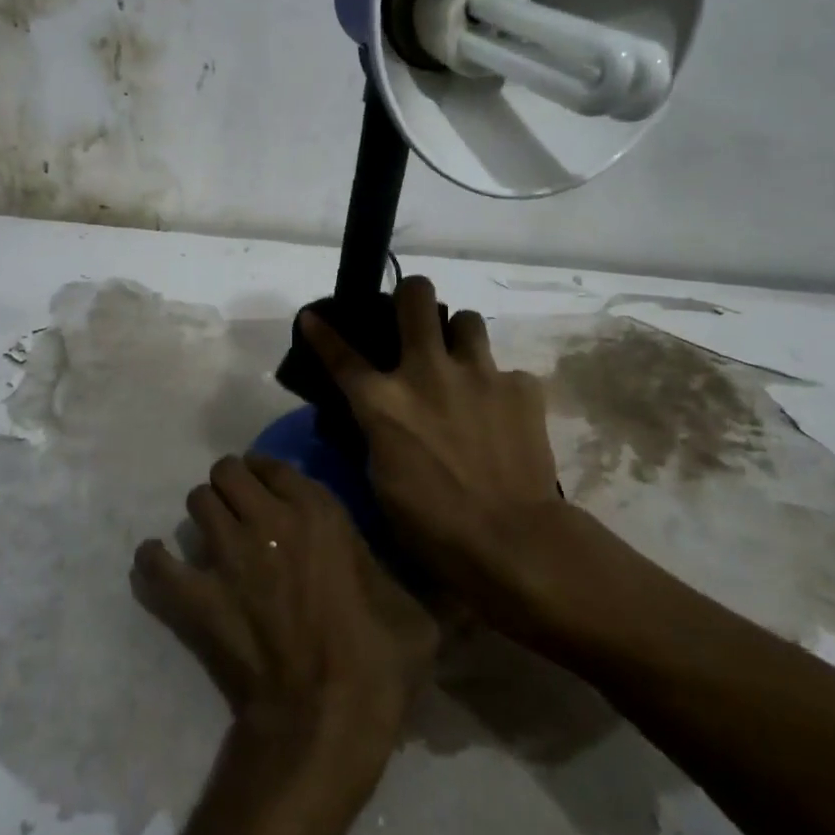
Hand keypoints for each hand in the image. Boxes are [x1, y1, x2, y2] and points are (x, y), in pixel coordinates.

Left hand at [132, 455, 435, 791]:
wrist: (324, 722)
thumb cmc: (377, 665)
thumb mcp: (420, 617)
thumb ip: (430, 589)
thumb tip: (463, 593)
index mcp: (318, 512)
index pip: (273, 464)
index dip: (266, 475)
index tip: (268, 491)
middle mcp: (268, 520)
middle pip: (226, 472)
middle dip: (230, 487)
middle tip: (238, 513)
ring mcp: (227, 555)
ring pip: (196, 502)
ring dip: (202, 516)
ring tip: (211, 538)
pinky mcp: (196, 596)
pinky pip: (156, 562)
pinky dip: (155, 562)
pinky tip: (162, 567)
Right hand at [300, 276, 568, 614]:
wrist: (511, 540)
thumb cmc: (432, 525)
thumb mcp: (381, 478)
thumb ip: (377, 430)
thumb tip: (378, 412)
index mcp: (383, 401)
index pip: (342, 355)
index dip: (322, 332)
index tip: (313, 316)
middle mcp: (427, 372)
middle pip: (416, 296)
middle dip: (412, 294)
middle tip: (414, 314)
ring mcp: (478, 373)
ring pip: (467, 319)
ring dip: (459, 336)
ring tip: (462, 360)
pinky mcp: (520, 387)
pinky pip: (506, 371)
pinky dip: (499, 387)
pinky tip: (502, 413)